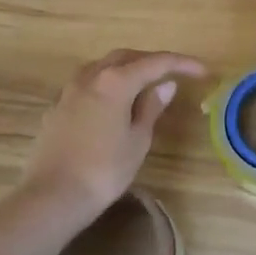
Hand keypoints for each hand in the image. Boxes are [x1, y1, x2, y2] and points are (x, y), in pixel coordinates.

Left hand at [16, 50, 206, 224]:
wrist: (52, 197)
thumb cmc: (104, 170)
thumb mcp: (138, 139)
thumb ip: (151, 107)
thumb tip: (165, 85)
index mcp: (116, 81)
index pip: (156, 62)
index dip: (182, 64)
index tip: (202, 71)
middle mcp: (90, 78)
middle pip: (125, 57)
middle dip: (151, 60)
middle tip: (172, 73)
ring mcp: (68, 92)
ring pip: (101, 67)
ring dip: (124, 69)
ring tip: (142, 84)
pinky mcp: (55, 109)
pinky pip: (85, 85)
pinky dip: (104, 85)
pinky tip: (111, 104)